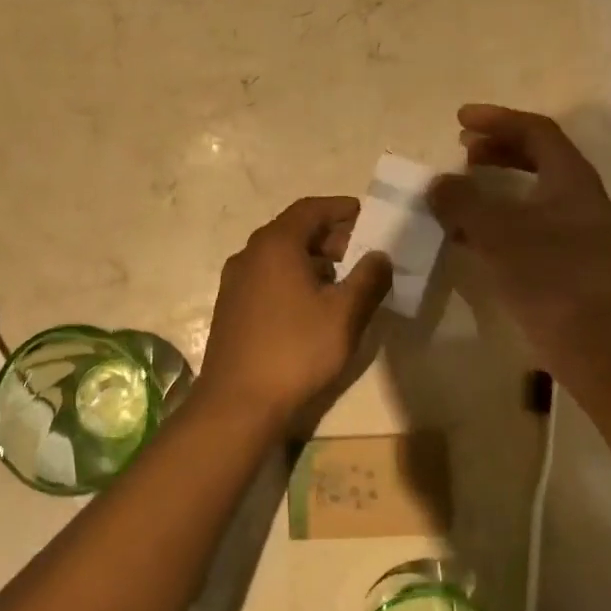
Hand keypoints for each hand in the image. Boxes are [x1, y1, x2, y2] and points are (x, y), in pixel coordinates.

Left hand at [197, 196, 392, 425]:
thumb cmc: (296, 350)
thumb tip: (380, 255)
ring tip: (342, 281)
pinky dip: (292, 278)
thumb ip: (368, 279)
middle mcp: (249, 254)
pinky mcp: (230, 307)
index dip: (341, 208)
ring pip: (278, 256)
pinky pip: (266, 278)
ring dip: (311, 259)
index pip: (310, 208)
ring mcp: (235, 282)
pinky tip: (311, 306)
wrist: (238, 402)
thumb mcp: (345, 315)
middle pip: (293, 230)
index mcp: (275, 244)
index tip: (367, 215)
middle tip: (361, 252)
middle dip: (329, 236)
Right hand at [428, 104, 610, 368]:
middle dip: (497, 148)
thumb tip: (438, 183)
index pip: (535, 131)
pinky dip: (494, 217)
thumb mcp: (498, 232)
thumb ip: (463, 202)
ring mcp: (570, 229)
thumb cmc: (549, 274)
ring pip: (528, 191)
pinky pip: (522, 222)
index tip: (460, 120)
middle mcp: (575, 196)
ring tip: (459, 188)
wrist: (591, 338)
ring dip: (493, 183)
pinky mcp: (559, 258)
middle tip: (462, 149)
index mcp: (570, 177)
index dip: (497, 120)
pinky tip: (466, 232)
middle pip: (536, 156)